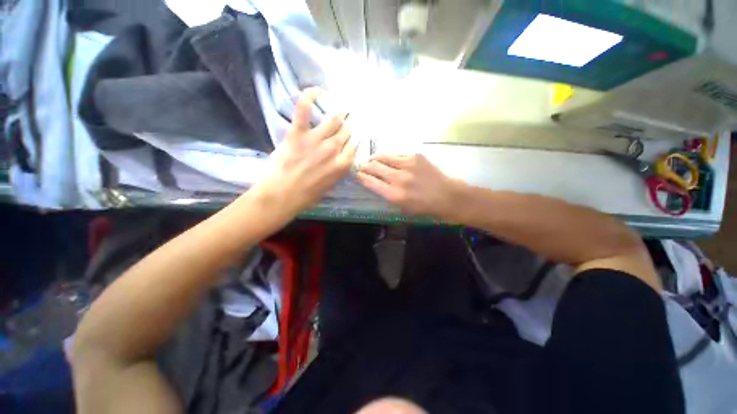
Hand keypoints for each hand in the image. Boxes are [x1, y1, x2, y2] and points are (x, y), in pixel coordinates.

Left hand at [254, 88, 356, 216]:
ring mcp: (316, 140)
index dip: (355, 138)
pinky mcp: (298, 133)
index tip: (355, 134)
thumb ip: (337, 171)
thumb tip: (339, 161)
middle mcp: (334, 150)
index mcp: (342, 165)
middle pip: (346, 132)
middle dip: (349, 125)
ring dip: (340, 112)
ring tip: (344, 106)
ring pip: (333, 120)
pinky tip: (317, 89)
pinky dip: (309, 96)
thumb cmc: (306, 196)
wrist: (281, 196)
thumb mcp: (329, 186)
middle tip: (350, 118)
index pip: (354, 146)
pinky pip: (304, 110)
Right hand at [357, 154, 464, 220]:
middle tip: (363, 166)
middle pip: (373, 166)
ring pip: (383, 156)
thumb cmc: (424, 208)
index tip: (357, 174)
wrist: (448, 197)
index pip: (369, 181)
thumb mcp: (402, 208)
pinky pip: (396, 154)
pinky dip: (390, 157)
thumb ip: (386, 195)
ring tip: (373, 160)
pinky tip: (390, 160)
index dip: (360, 176)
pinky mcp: (416, 156)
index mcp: (394, 195)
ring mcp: (408, 165)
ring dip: (375, 158)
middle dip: (365, 166)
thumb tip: (374, 183)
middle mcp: (398, 178)